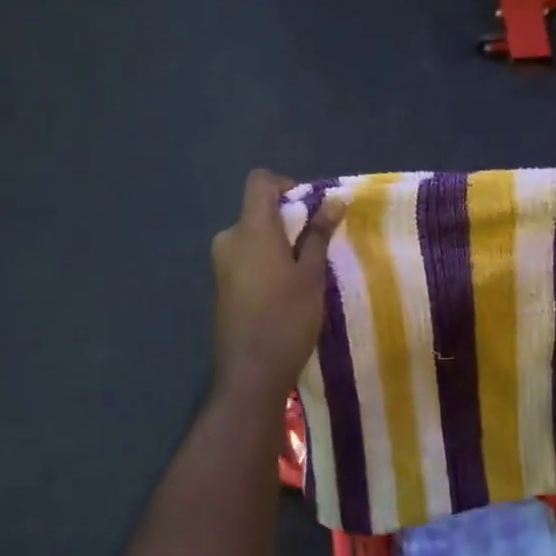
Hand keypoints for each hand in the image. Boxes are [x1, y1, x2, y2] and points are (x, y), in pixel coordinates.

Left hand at [211, 170, 342, 402]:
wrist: (250, 373)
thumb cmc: (286, 318)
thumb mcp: (310, 274)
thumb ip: (318, 234)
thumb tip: (334, 200)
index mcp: (250, 229)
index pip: (259, 182)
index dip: (286, 184)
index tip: (311, 207)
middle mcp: (229, 240)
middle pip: (258, 211)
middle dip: (289, 219)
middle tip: (319, 244)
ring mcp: (222, 265)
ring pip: (254, 237)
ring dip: (280, 243)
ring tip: (308, 270)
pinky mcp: (223, 287)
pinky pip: (247, 259)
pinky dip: (268, 262)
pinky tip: (288, 291)